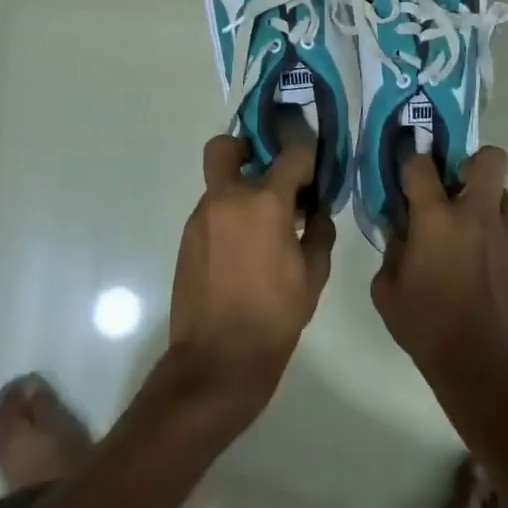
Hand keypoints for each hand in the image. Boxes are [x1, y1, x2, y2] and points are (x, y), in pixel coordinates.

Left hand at [168, 135, 335, 428]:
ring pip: (218, 182)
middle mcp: (227, 198)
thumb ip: (320, 233)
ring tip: (263, 224)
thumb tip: (317, 211)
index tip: (314, 174)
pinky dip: (228, 216)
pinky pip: (211, 211)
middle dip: (247, 148)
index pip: (291, 156)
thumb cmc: (274, 316)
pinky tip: (244, 248)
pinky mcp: (187, 238)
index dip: (307, 159)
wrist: (218, 360)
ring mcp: (201, 217)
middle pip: (226, 147)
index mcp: (264, 203)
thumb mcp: (313, 275)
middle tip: (269, 173)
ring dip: (240, 189)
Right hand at [372, 147, 507, 415]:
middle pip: (489, 159)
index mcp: (436, 219)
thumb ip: (392, 251)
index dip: (411, 160)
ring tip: (463, 234)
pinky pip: (506, 230)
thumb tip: (400, 230)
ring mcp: (506, 236)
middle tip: (451, 187)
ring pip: (500, 194)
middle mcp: (476, 216)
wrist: (487, 368)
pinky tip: (477, 268)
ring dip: (480, 202)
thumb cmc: (428, 327)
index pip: (422, 164)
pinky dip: (490, 236)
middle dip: (470, 161)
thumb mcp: (388, 291)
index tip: (406, 172)